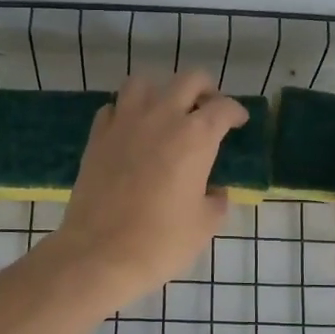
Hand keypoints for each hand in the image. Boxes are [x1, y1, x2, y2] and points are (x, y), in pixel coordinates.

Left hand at [51, 73, 248, 307]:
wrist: (100, 253)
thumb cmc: (161, 242)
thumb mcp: (204, 225)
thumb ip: (216, 201)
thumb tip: (214, 192)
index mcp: (195, 137)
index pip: (223, 108)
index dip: (235, 112)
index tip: (238, 122)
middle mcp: (161, 118)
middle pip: (188, 80)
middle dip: (204, 89)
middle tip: (207, 108)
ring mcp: (124, 123)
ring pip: (143, 82)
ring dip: (160, 91)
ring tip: (166, 111)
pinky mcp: (97, 137)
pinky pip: (113, 108)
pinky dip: (125, 112)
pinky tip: (131, 131)